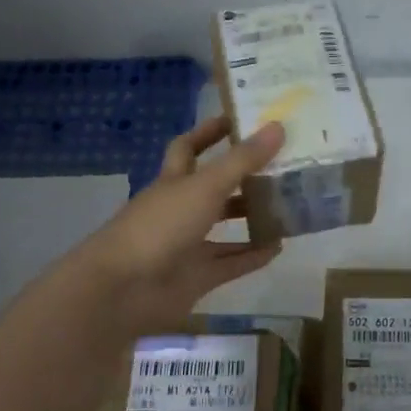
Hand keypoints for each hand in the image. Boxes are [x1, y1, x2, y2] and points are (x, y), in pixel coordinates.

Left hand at [70, 116, 284, 335]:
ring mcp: (188, 244)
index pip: (190, 147)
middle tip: (282, 162)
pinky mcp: (197, 276)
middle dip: (243, 175)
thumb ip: (242, 160)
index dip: (211, 132)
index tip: (241, 119)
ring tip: (289, 204)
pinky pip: (231, 263)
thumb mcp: (205, 186)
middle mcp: (180, 208)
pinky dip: (253, 255)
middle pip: (214, 186)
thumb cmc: (160, 226)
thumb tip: (278, 126)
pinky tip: (279, 246)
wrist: (122, 290)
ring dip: (252, 216)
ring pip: (225, 226)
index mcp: (174, 180)